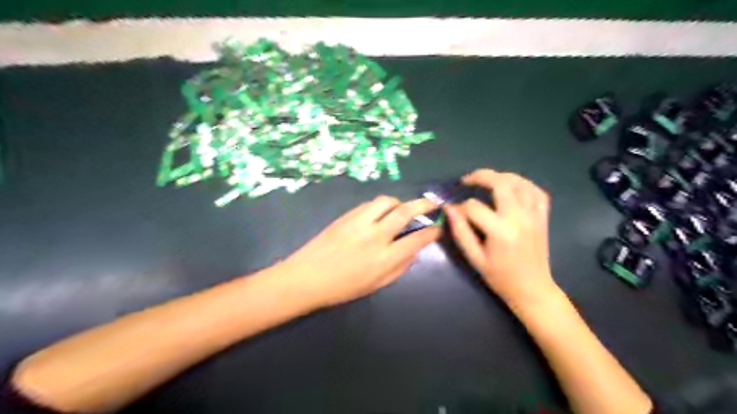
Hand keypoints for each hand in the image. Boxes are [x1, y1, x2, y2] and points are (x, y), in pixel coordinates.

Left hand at [280, 195, 439, 309]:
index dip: (433, 232)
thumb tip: (414, 252)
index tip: (439, 227)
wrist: (307, 277)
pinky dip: (382, 206)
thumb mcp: (376, 285)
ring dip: (400, 202)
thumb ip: (399, 268)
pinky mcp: (347, 216)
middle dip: (424, 204)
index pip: (417, 239)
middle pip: (405, 212)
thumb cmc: (342, 287)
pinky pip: (370, 204)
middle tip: (432, 204)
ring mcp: (360, 222)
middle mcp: (375, 236)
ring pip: (387, 201)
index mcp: (384, 258)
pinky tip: (382, 213)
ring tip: (403, 209)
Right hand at [444, 168, 558, 307]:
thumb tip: (449, 208)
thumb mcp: (475, 258)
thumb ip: (460, 231)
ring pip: (520, 182)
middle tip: (467, 180)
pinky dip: (524, 184)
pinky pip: (537, 191)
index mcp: (500, 231)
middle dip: (480, 176)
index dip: (460, 208)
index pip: (474, 207)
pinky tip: (512, 187)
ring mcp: (534, 215)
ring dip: (502, 176)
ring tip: (488, 180)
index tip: (454, 213)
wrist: (532, 289)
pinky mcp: (543, 217)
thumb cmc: (500, 277)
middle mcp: (519, 217)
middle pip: (500, 183)